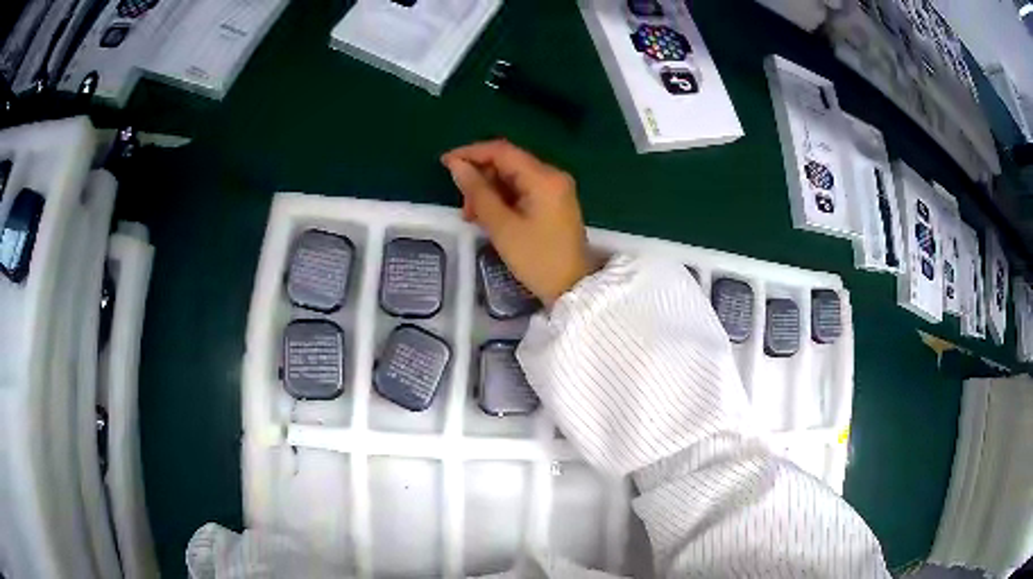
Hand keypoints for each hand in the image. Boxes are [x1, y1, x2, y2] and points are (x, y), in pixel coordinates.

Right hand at [441, 139, 593, 305]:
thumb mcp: (502, 227)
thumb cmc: (537, 259)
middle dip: (480, 177)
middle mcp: (552, 176)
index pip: (502, 151)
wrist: (572, 289)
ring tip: (472, 216)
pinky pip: (523, 191)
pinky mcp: (554, 203)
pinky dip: (503, 199)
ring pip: (513, 178)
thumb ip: (477, 192)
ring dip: (489, 190)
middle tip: (462, 203)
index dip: (471, 153)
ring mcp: (555, 189)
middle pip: (508, 163)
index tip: (445, 163)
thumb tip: (456, 166)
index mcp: (543, 177)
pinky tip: (488, 217)